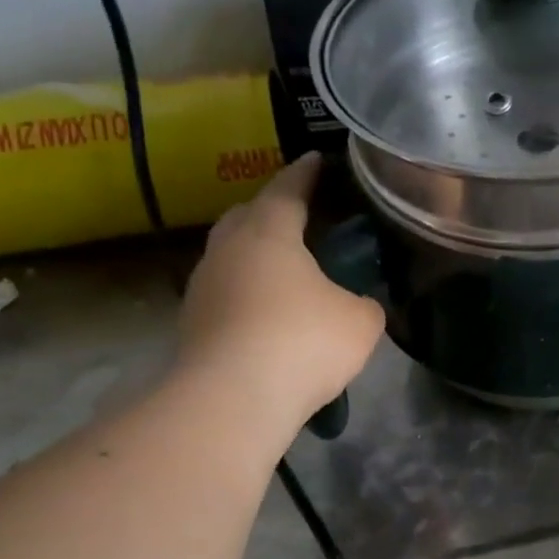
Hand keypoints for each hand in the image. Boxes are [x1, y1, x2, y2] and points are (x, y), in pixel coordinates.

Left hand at [177, 153, 384, 425]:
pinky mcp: (194, 323)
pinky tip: (272, 311)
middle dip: (273, 210)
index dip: (306, 173)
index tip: (317, 159)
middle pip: (247, 215)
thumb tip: (357, 303)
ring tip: (291, 269)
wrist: (233, 399)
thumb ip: (364, 302)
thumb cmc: (303, 341)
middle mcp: (228, 250)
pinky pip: (228, 292)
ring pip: (233, 255)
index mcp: (269, 233)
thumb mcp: (361, 321)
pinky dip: (250, 291)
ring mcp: (204, 287)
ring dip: (258, 255)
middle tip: (303, 216)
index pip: (288, 189)